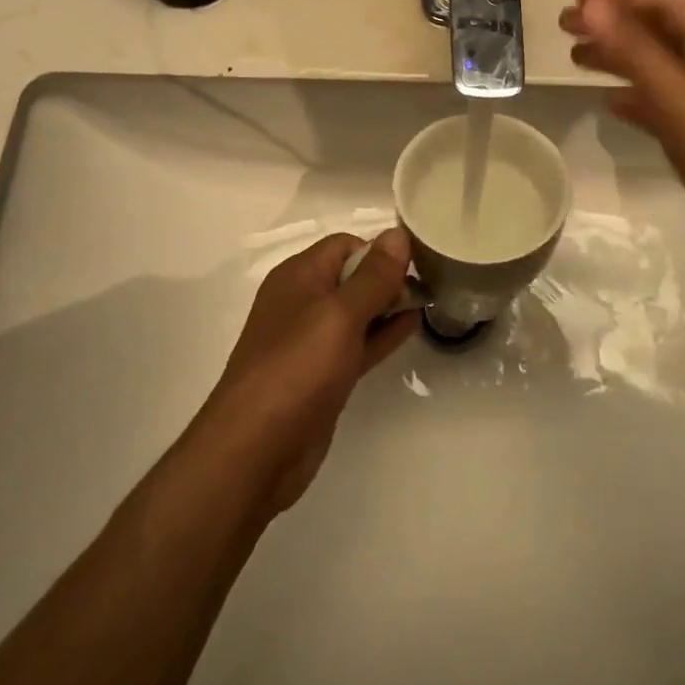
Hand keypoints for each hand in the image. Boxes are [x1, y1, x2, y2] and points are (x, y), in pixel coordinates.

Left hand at [198, 228, 417, 512]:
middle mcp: (302, 302)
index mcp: (298, 276)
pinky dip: (382, 334)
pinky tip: (411, 328)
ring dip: (388, 305)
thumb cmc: (296, 369)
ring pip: (357, 312)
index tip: (416, 264)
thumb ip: (373, 276)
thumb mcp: (340, 315)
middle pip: (352, 276)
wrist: (255, 451)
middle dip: (387, 278)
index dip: (379, 251)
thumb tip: (398, 233)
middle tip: (430, 284)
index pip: (345, 245)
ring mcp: (310, 341)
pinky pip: (357, 343)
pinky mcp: (322, 375)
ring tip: (429, 301)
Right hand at [560, 0, 684, 302]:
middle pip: (659, 35)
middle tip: (566, 24)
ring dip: (620, 59)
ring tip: (577, 58)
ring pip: (658, 71)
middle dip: (614, 24)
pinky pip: (662, 108)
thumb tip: (590, 2)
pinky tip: (611, 104)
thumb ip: (631, 47)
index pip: (667, 5)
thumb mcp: (675, 92)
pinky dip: (634, 100)